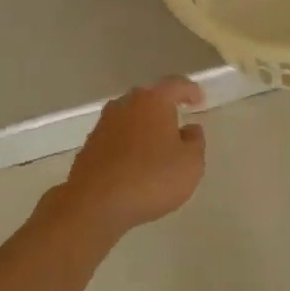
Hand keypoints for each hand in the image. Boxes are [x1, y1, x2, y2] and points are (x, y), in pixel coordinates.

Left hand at [52, 76, 206, 238]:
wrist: (95, 204)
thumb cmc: (150, 178)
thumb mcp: (190, 164)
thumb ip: (195, 142)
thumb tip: (189, 129)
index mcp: (154, 101)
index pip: (176, 85)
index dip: (190, 91)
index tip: (199, 100)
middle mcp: (126, 104)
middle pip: (149, 98)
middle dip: (164, 107)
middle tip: (177, 121)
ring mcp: (104, 123)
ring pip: (130, 117)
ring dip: (144, 126)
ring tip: (156, 145)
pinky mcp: (90, 145)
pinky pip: (116, 136)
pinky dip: (128, 143)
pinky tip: (134, 162)